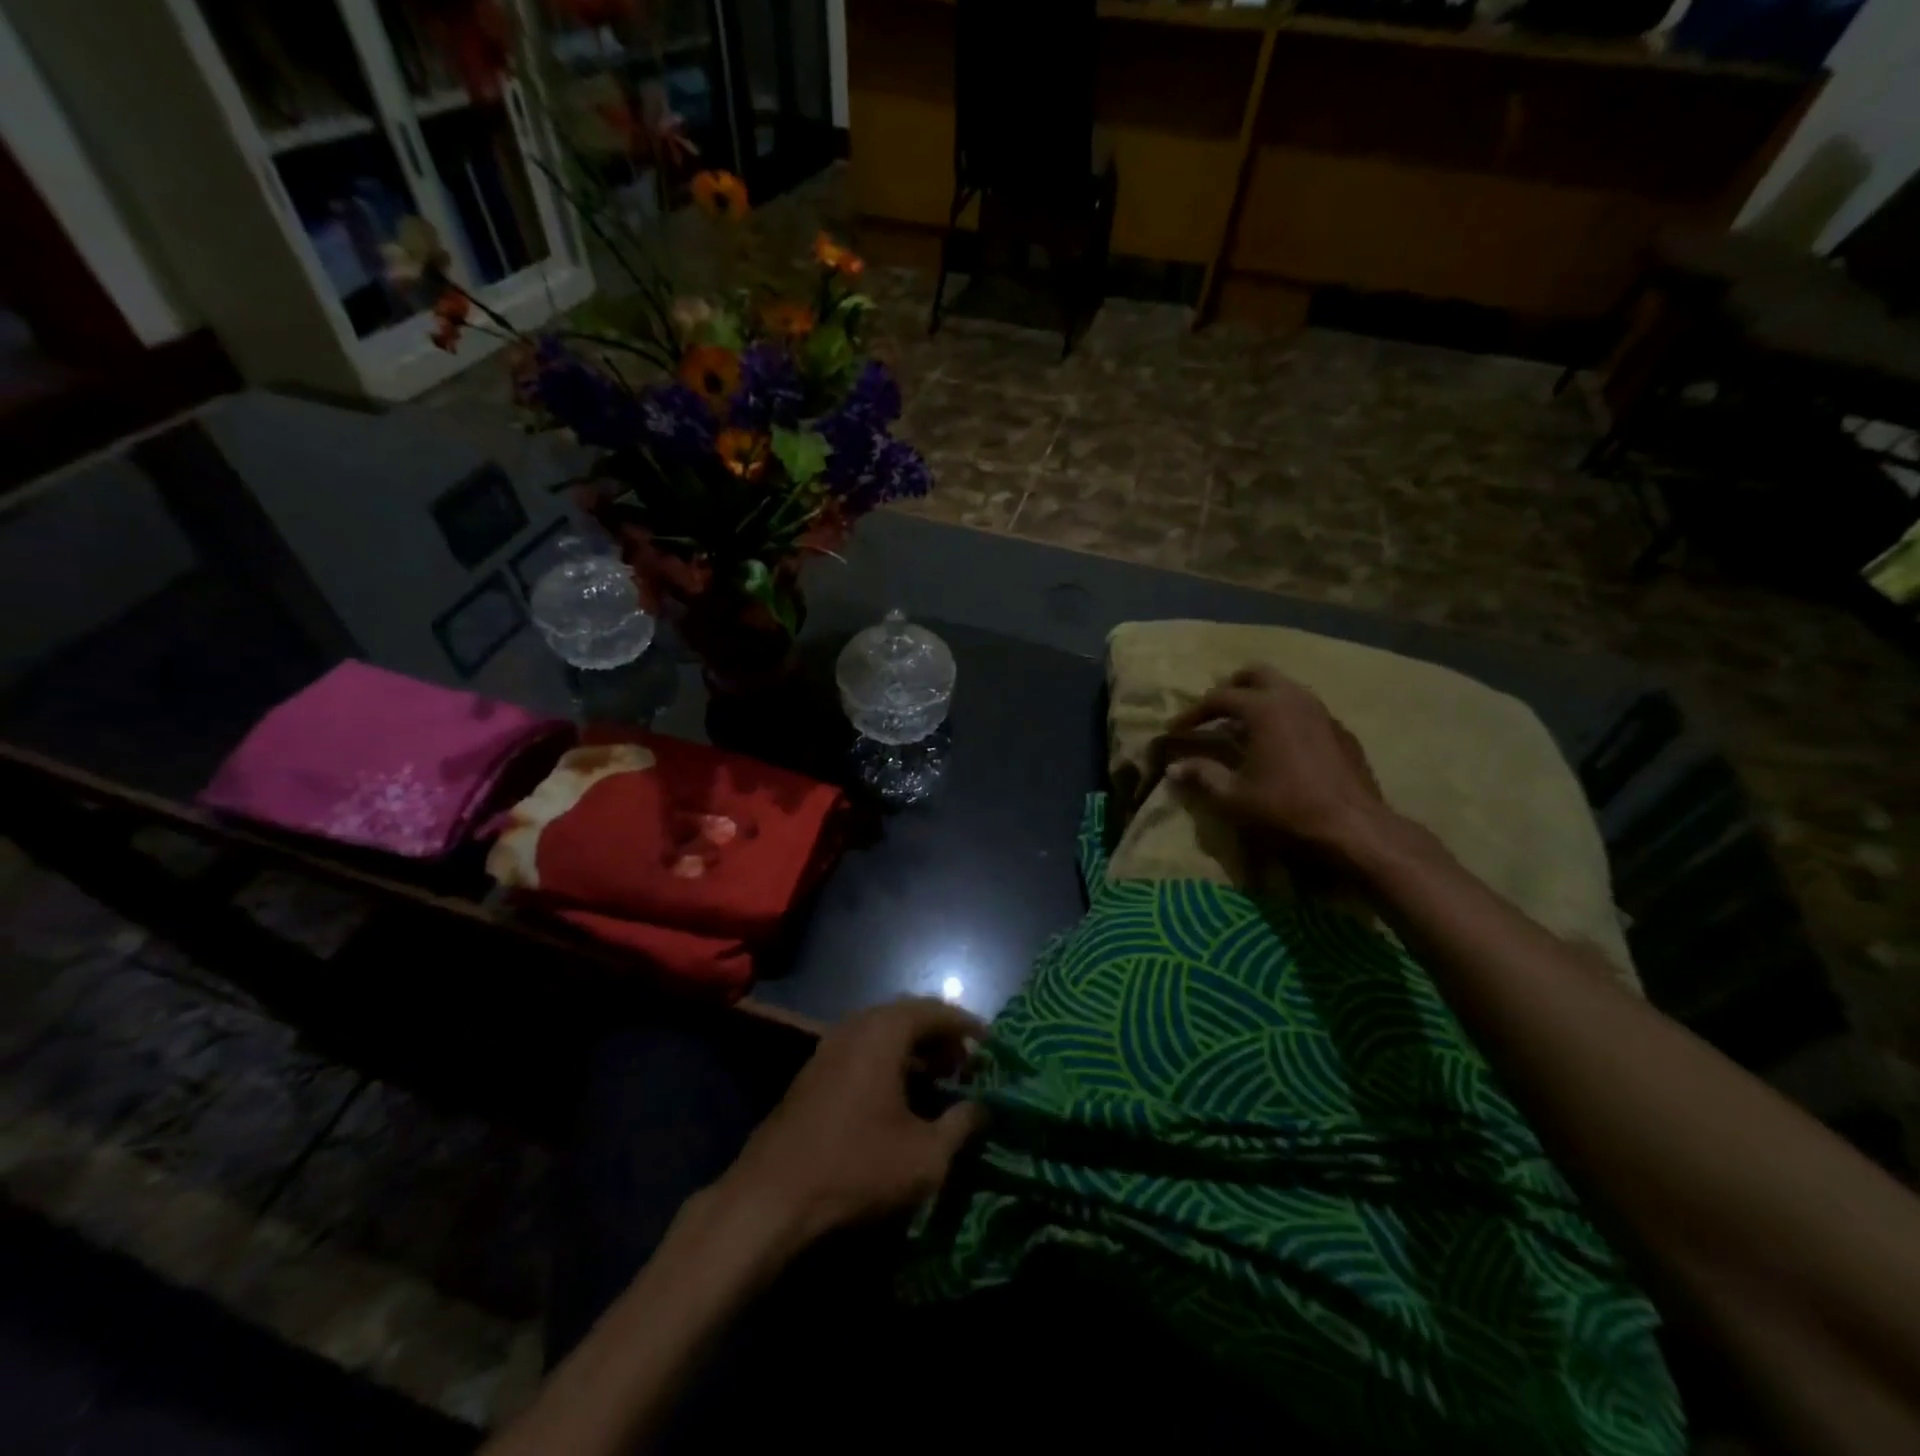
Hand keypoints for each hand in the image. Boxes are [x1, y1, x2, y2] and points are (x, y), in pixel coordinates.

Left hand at [712, 998, 987, 1251]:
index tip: (991, 1046)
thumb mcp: (926, 1155)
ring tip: (939, 1081)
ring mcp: (829, 1046)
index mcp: (884, 1032)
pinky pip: (861, 1050)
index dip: (967, 1026)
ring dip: (914, 1050)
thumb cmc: (858, 1168)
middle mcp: (855, 1026)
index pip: (936, 1011)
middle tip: (966, 1065)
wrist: (772, 1198)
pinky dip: (888, 1062)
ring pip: (882, 1033)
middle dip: (941, 1037)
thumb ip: (962, 1124)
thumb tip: (984, 1107)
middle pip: (908, 1016)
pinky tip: (899, 1097)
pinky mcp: (813, 1071)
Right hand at [1165, 664, 1392, 860]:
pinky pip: (1304, 710)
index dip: (1193, 712)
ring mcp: (1321, 711)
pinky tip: (1279, 746)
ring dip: (1259, 700)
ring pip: (1284, 688)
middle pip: (1256, 674)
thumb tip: (1174, 768)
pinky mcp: (1339, 729)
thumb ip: (1202, 775)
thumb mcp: (1234, 795)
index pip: (1219, 697)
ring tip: (1243, 728)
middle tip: (1214, 712)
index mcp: (1264, 707)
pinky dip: (1284, 717)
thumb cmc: (1286, 806)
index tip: (1176, 729)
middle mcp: (1293, 698)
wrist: (1352, 824)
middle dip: (1231, 688)